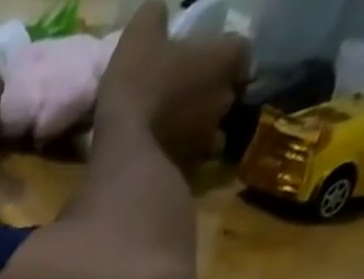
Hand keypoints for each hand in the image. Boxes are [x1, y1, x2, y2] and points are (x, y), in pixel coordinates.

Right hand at [98, 3, 250, 166]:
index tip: (207, 59)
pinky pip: (189, 165)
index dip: (225, 53)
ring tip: (173, 135)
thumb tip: (158, 15)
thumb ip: (154, 18)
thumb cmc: (138, 87)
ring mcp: (207, 145)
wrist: (123, 156)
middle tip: (185, 97)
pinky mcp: (187, 178)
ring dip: (196, 133)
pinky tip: (160, 161)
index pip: (240, 50)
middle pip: (226, 95)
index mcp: (222, 61)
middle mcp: (223, 103)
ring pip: (210, 134)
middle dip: (210, 96)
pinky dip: (179, 161)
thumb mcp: (139, 35)